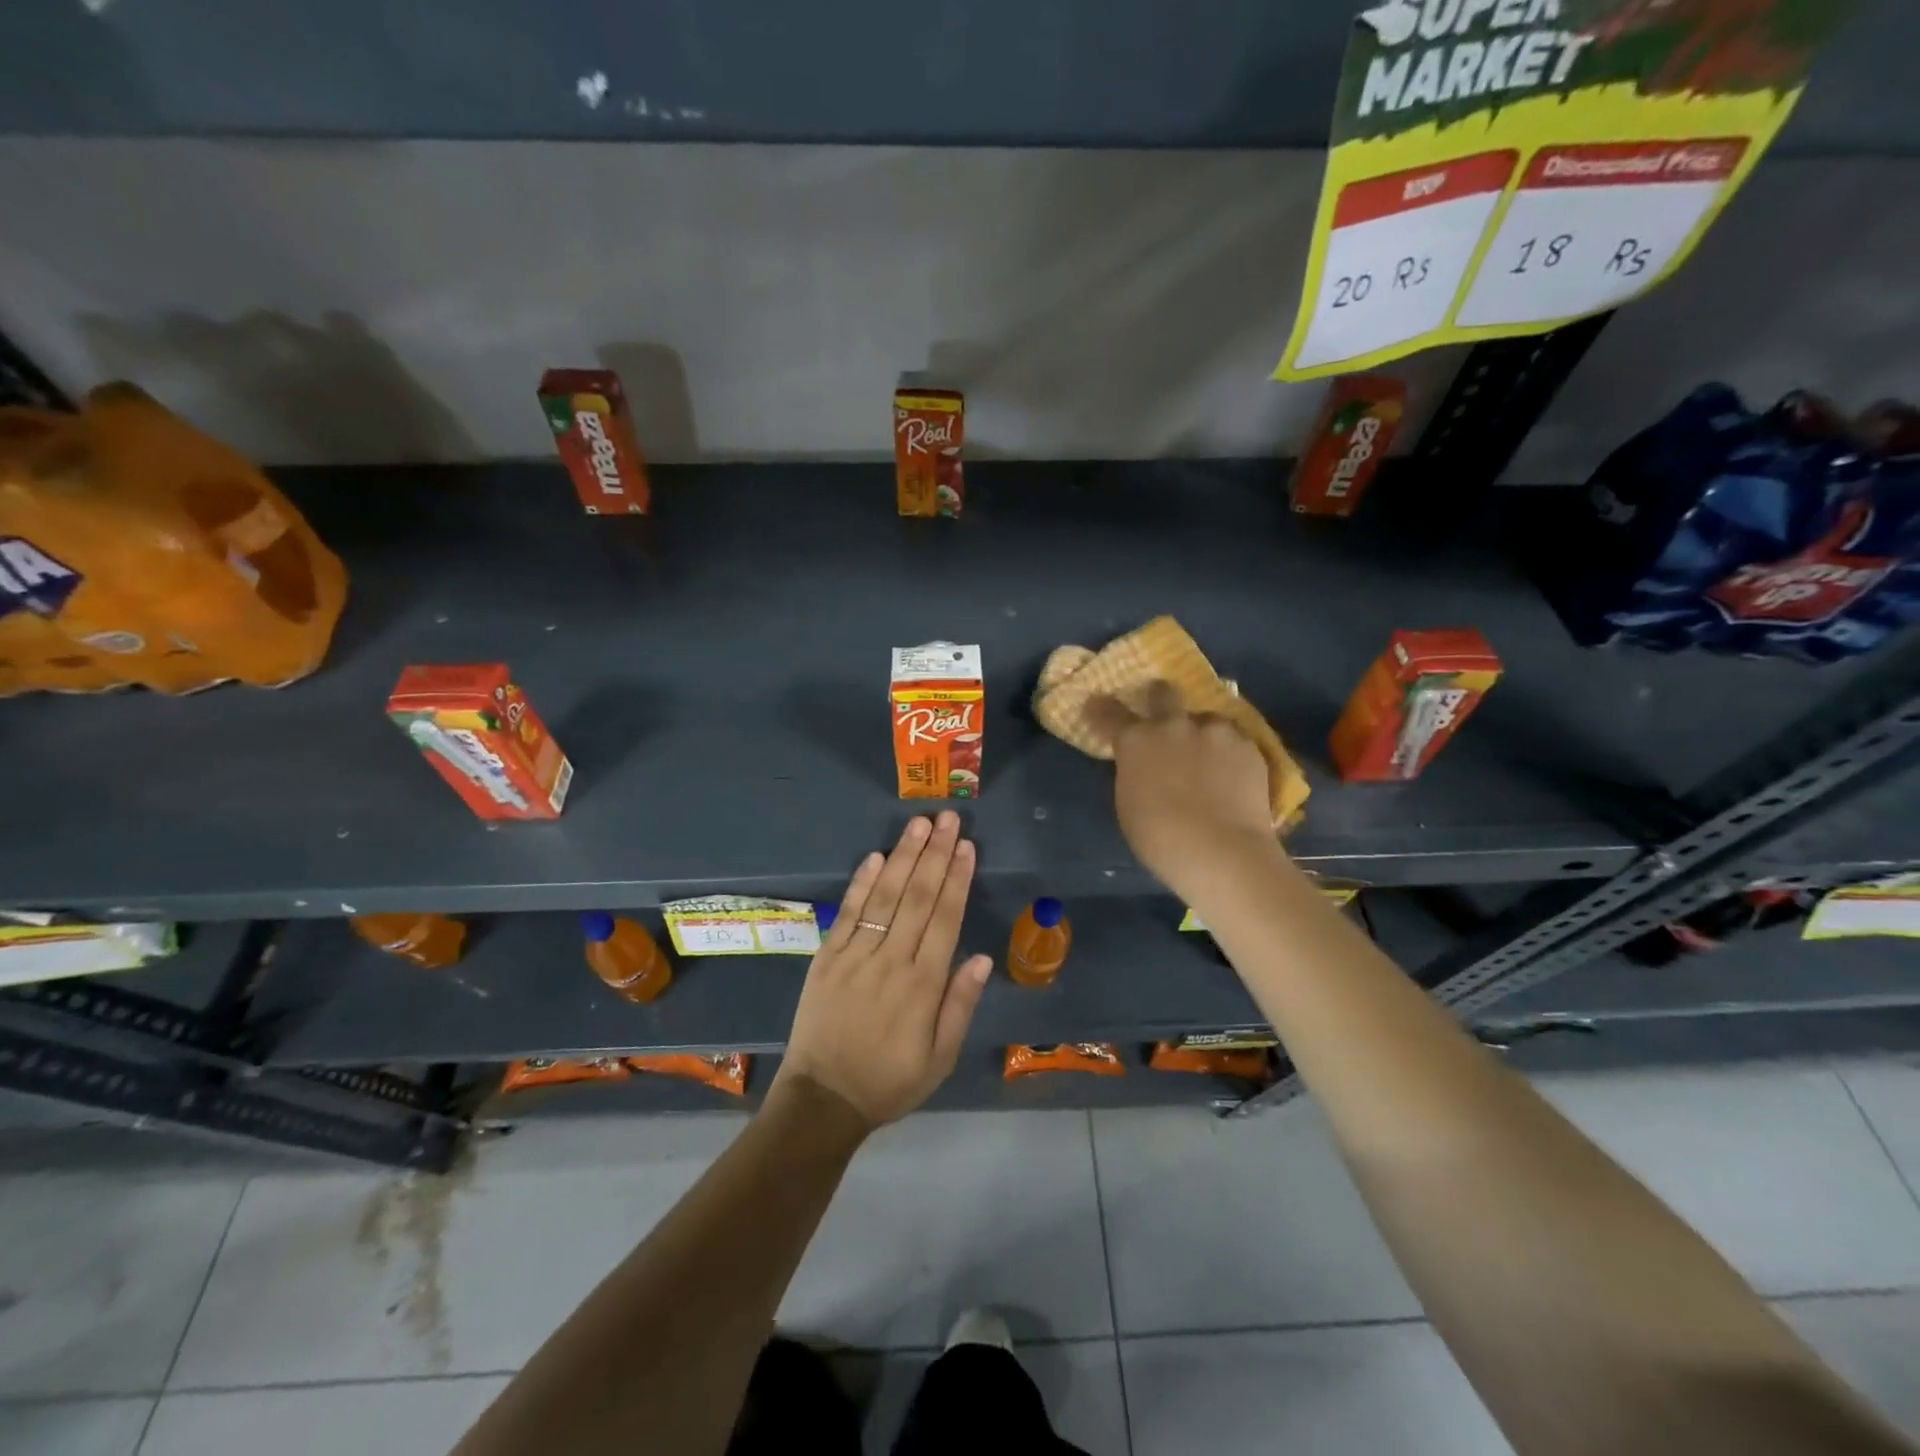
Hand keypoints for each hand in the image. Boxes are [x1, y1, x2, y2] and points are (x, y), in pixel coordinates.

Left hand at [770, 812, 991, 1131]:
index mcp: (922, 986)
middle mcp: (891, 962)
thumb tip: (983, 958)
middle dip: (935, 855)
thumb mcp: (940, 1058)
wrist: (823, 1100)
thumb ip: (960, 1005)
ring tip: (919, 825)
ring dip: (903, 857)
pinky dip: (862, 883)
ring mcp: (855, 956)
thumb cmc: (889, 1081)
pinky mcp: (827, 957)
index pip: (945, 919)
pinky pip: (848, 913)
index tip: (967, 847)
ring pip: (884, 896)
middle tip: (949, 819)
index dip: (957, 879)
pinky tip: (876, 856)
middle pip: (917, 897)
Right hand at [1086, 680, 1282, 902]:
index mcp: (1136, 741)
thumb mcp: (1129, 803)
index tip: (1096, 705)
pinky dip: (1229, 753)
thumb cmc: (1160, 839)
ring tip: (1209, 759)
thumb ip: (1134, 773)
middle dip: (1159, 699)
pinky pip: (1234, 740)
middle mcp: (1173, 725)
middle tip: (1162, 716)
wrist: (1222, 852)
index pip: (1110, 713)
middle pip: (1163, 692)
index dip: (1101, 709)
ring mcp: (1214, 731)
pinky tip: (1232, 776)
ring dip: (1201, 732)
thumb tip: (1142, 765)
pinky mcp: (1248, 745)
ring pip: (1205, 718)